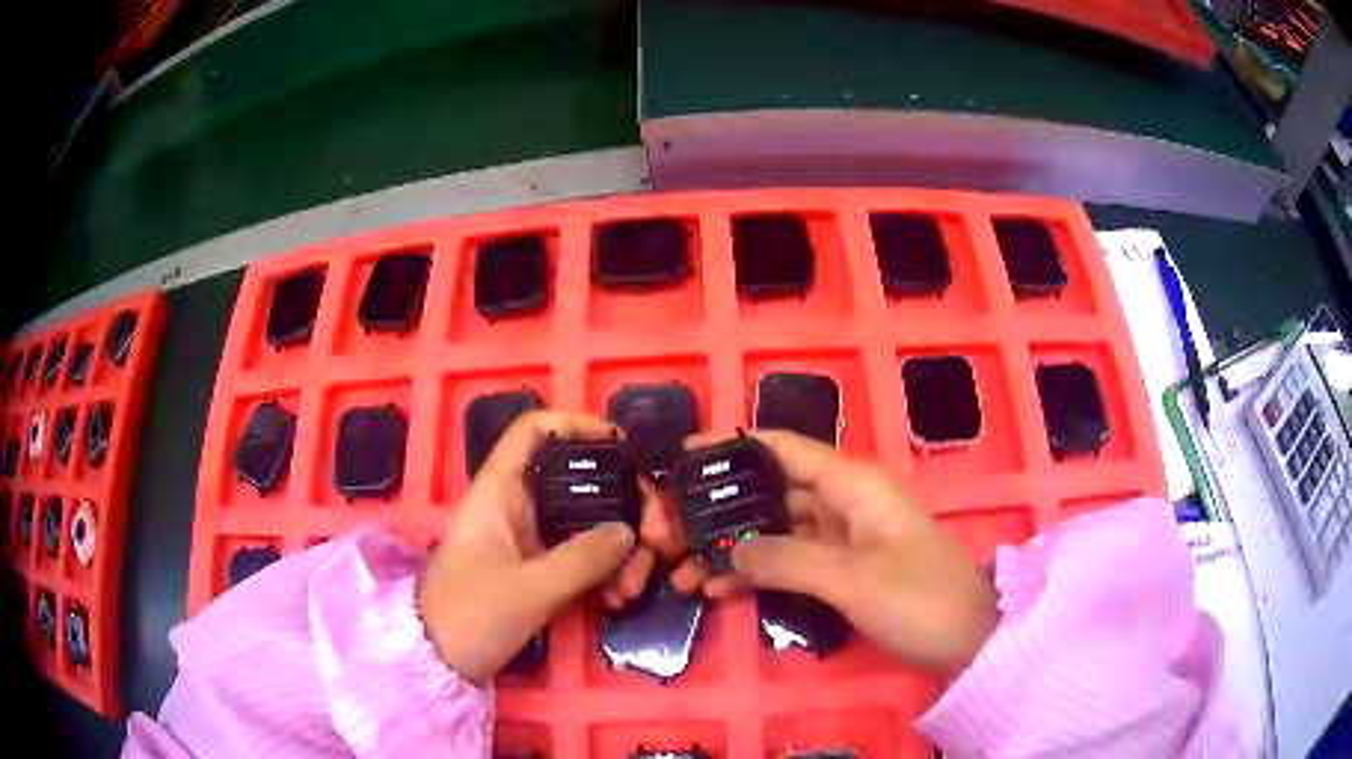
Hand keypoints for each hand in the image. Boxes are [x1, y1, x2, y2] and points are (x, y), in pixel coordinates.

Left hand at [417, 411, 660, 684]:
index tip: (625, 447)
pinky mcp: (541, 568)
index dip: (578, 425)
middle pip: (582, 480)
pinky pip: (585, 554)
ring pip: (590, 521)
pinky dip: (608, 571)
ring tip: (632, 588)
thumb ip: (582, 559)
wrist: (439, 662)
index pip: (534, 431)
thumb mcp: (528, 589)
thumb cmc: (470, 616)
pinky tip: (619, 598)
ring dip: (623, 549)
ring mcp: (531, 538)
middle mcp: (518, 505)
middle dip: (627, 505)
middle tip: (658, 539)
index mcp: (500, 491)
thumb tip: (630, 532)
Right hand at [676, 430, 998, 676]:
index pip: (784, 447)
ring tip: (681, 572)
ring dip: (731, 549)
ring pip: (775, 531)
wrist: (967, 639)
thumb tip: (728, 550)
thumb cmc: (918, 597)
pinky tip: (718, 591)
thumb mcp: (850, 578)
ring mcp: (843, 537)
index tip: (682, 455)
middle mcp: (843, 501)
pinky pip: (790, 561)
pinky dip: (757, 573)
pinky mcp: (843, 569)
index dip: (733, 445)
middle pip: (771, 492)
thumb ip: (785, 559)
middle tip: (667, 530)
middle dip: (719, 510)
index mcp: (852, 483)